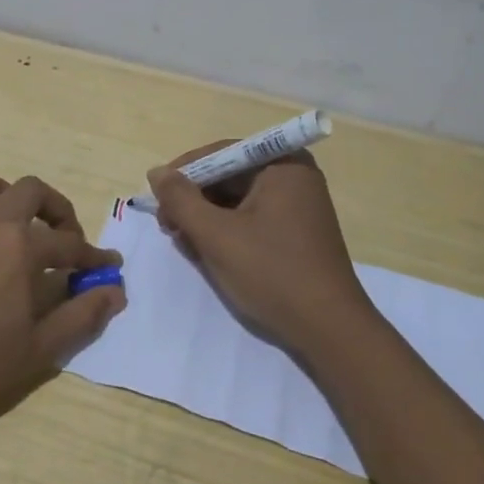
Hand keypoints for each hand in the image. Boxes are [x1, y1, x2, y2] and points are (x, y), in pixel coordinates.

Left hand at [0, 168, 124, 432]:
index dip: (94, 256)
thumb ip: (81, 316)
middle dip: (55, 208)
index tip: (109, 267)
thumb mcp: (39, 350)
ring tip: (6, 218)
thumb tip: (115, 290)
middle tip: (62, 237)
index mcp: (19, 247)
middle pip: (28, 191)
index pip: (69, 243)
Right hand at [146, 143, 376, 356]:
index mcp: (283, 164)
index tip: (155, 197)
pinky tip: (207, 252)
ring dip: (206, 218)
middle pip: (229, 176)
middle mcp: (294, 176)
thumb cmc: (272, 273)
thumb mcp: (216, 235)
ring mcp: (298, 205)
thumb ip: (181, 200)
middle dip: (194, 200)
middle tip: (167, 226)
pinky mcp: (296, 232)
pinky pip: (252, 219)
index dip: (184, 173)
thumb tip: (156, 173)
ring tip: (184, 242)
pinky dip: (226, 231)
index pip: (221, 153)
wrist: (328, 330)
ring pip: (237, 200)